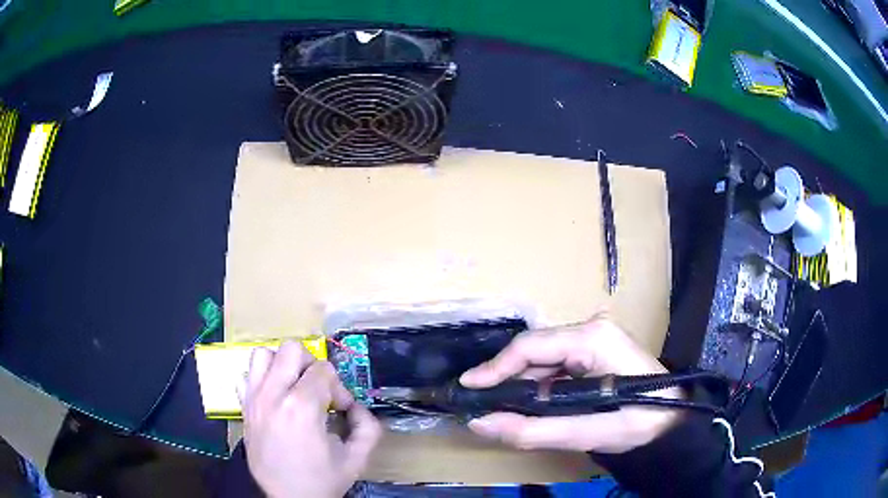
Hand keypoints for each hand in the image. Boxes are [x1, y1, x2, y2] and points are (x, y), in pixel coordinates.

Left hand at [240, 341, 381, 497]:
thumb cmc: (322, 480)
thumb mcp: (356, 458)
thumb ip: (368, 426)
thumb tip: (357, 407)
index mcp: (301, 407)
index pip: (323, 369)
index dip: (338, 387)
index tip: (340, 409)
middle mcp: (273, 395)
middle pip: (291, 349)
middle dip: (311, 366)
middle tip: (318, 391)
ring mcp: (253, 399)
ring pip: (262, 354)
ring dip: (282, 366)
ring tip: (293, 389)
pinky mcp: (243, 408)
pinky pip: (245, 375)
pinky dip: (260, 379)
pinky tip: (274, 399)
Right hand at [460, 316, 682, 453]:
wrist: (672, 418)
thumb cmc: (638, 421)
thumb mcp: (585, 432)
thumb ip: (531, 430)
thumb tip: (480, 422)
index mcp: (592, 338)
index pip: (530, 346)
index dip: (495, 368)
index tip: (468, 388)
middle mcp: (590, 327)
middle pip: (535, 350)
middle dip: (507, 379)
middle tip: (482, 405)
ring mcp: (594, 335)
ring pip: (543, 358)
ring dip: (522, 384)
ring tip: (503, 408)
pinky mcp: (594, 348)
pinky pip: (555, 364)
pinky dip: (539, 385)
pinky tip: (531, 403)